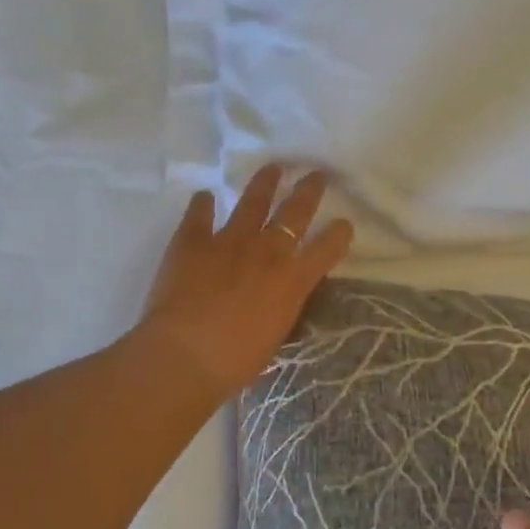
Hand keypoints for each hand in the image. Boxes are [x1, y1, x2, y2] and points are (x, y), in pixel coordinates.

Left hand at [138, 165, 353, 402]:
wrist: (186, 355)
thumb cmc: (236, 360)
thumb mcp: (275, 334)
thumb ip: (282, 307)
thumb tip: (281, 295)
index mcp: (292, 280)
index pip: (326, 248)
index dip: (339, 234)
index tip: (344, 224)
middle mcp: (266, 251)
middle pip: (295, 212)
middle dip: (309, 191)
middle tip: (317, 174)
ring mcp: (228, 241)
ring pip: (252, 202)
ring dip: (264, 183)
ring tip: (272, 168)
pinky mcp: (192, 241)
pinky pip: (199, 215)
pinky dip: (202, 204)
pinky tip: (204, 195)